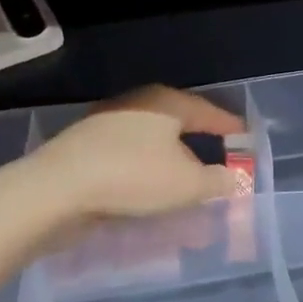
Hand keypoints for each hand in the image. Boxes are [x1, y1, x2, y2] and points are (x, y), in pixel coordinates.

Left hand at [22, 85, 244, 224]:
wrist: (55, 190)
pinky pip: (130, 162)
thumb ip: (217, 181)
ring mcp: (107, 126)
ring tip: (187, 191)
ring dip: (172, 168)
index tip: (247, 141)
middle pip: (178, 126)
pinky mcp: (86, 151)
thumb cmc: (132, 177)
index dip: (230, 128)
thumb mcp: (187, 185)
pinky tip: (151, 198)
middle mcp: (137, 106)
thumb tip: (234, 178)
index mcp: (166, 103)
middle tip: (219, 166)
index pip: (208, 112)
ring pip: (152, 147)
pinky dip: (147, 177)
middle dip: (200, 149)